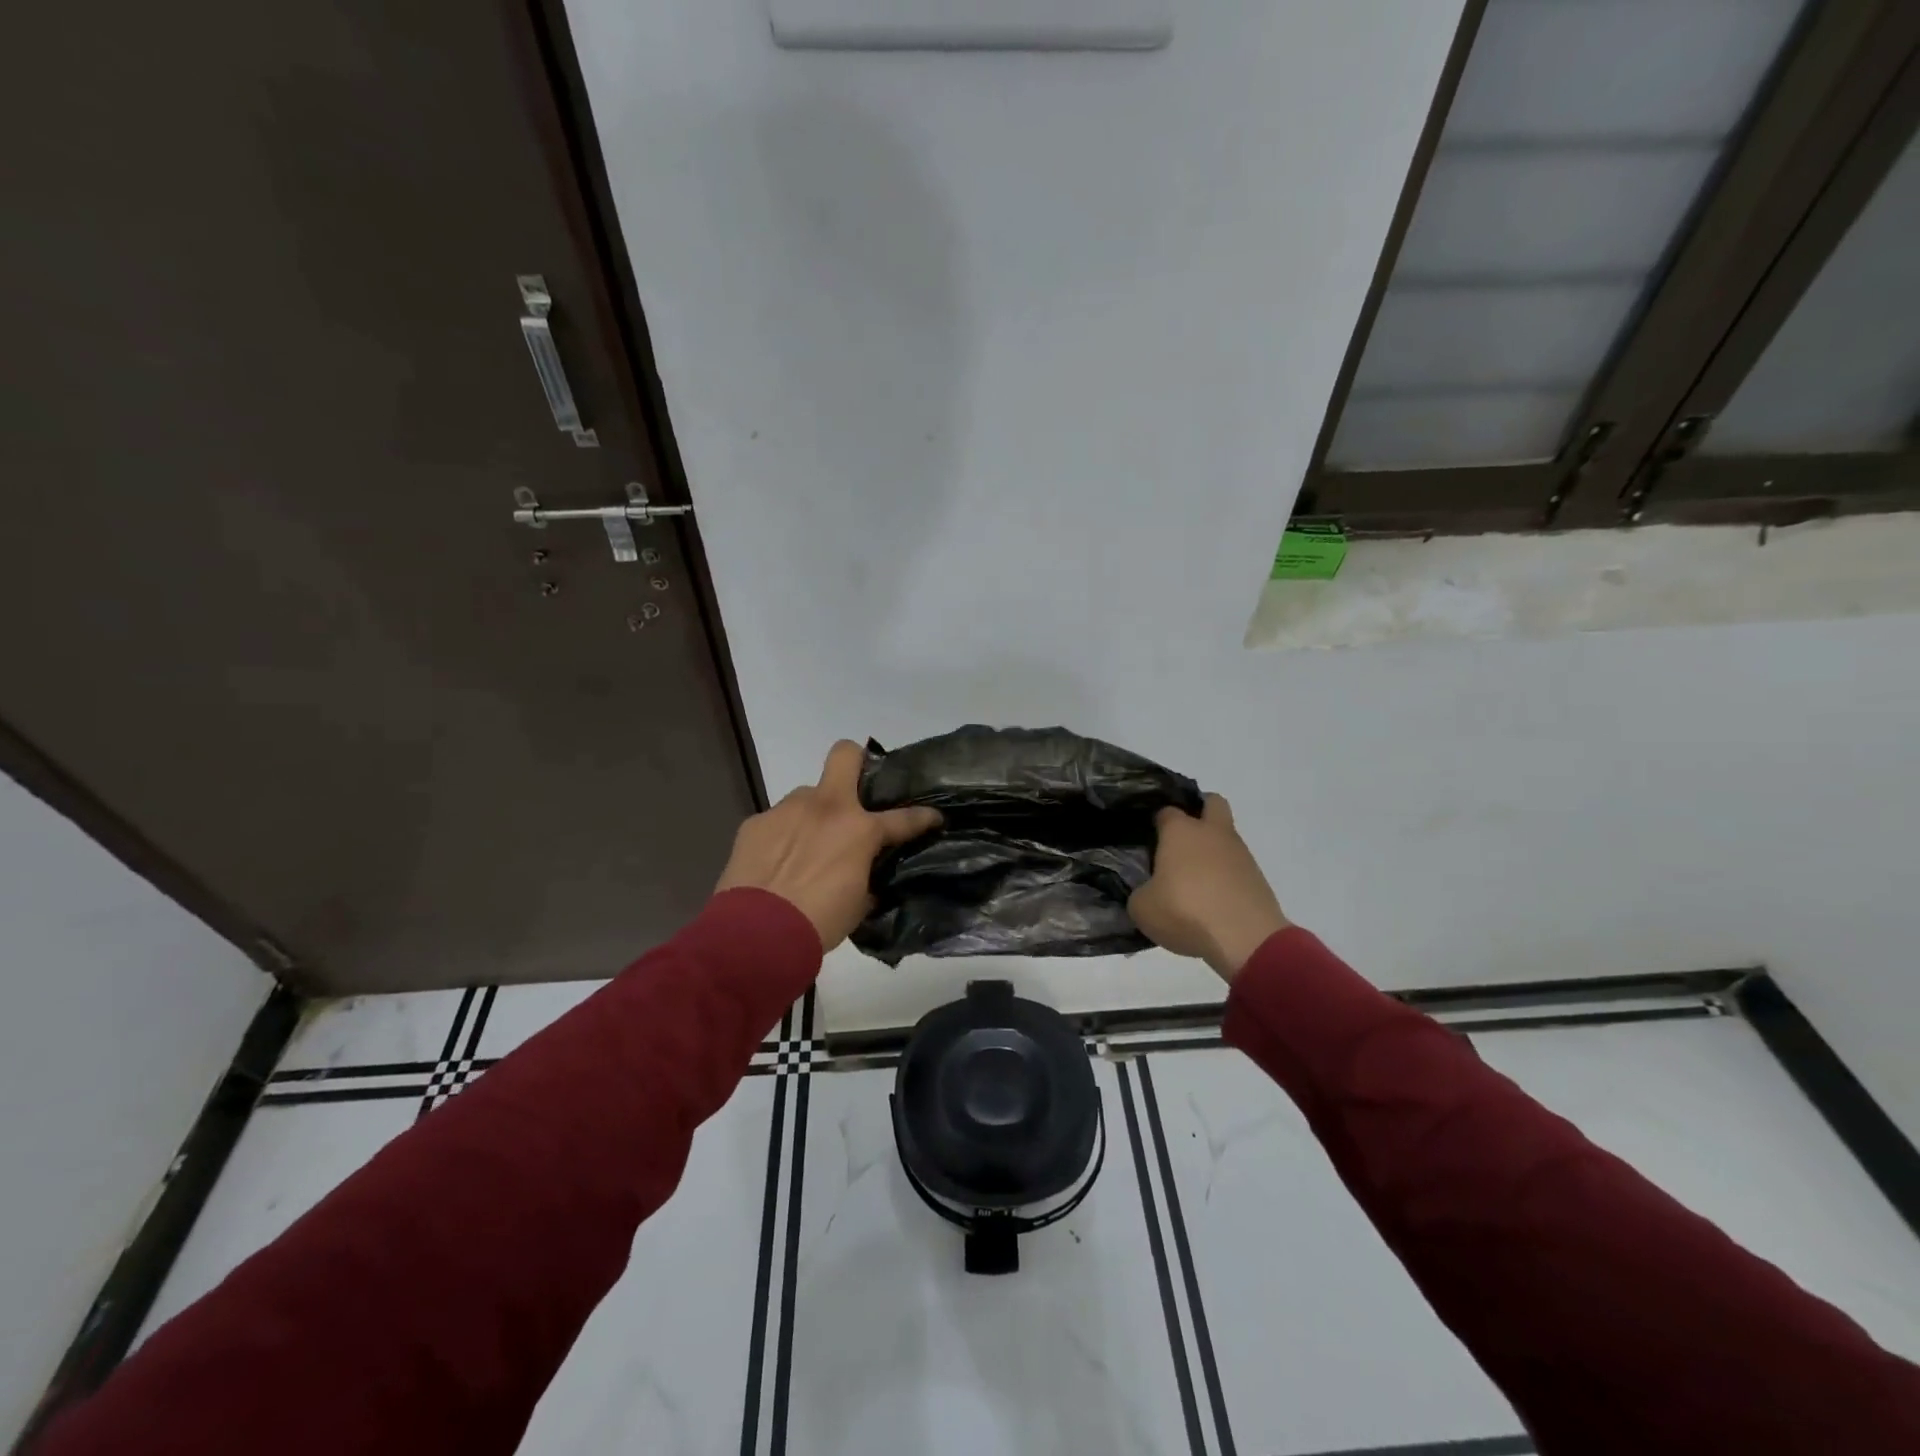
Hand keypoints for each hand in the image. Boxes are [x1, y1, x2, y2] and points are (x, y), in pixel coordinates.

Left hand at [716, 741, 941, 951]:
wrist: (756, 934)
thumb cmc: (819, 921)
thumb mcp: (858, 902)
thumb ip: (865, 875)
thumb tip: (862, 871)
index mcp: (859, 830)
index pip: (903, 817)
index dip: (923, 817)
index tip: (933, 817)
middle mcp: (825, 807)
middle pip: (845, 755)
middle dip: (856, 762)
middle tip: (856, 791)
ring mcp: (786, 810)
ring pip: (806, 796)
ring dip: (813, 816)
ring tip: (806, 848)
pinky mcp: (755, 823)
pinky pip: (777, 822)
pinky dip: (783, 837)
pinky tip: (777, 863)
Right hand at [1129, 794, 1288, 980]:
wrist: (1245, 939)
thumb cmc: (1185, 912)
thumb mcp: (1142, 907)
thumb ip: (1140, 892)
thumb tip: (1147, 891)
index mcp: (1180, 831)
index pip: (1166, 811)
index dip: (1156, 822)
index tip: (1148, 839)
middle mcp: (1212, 833)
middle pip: (1211, 803)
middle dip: (1199, 812)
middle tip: (1180, 839)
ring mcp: (1240, 853)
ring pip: (1225, 837)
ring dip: (1212, 850)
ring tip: (1194, 880)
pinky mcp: (1258, 877)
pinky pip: (1237, 866)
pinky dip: (1225, 876)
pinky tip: (1212, 899)